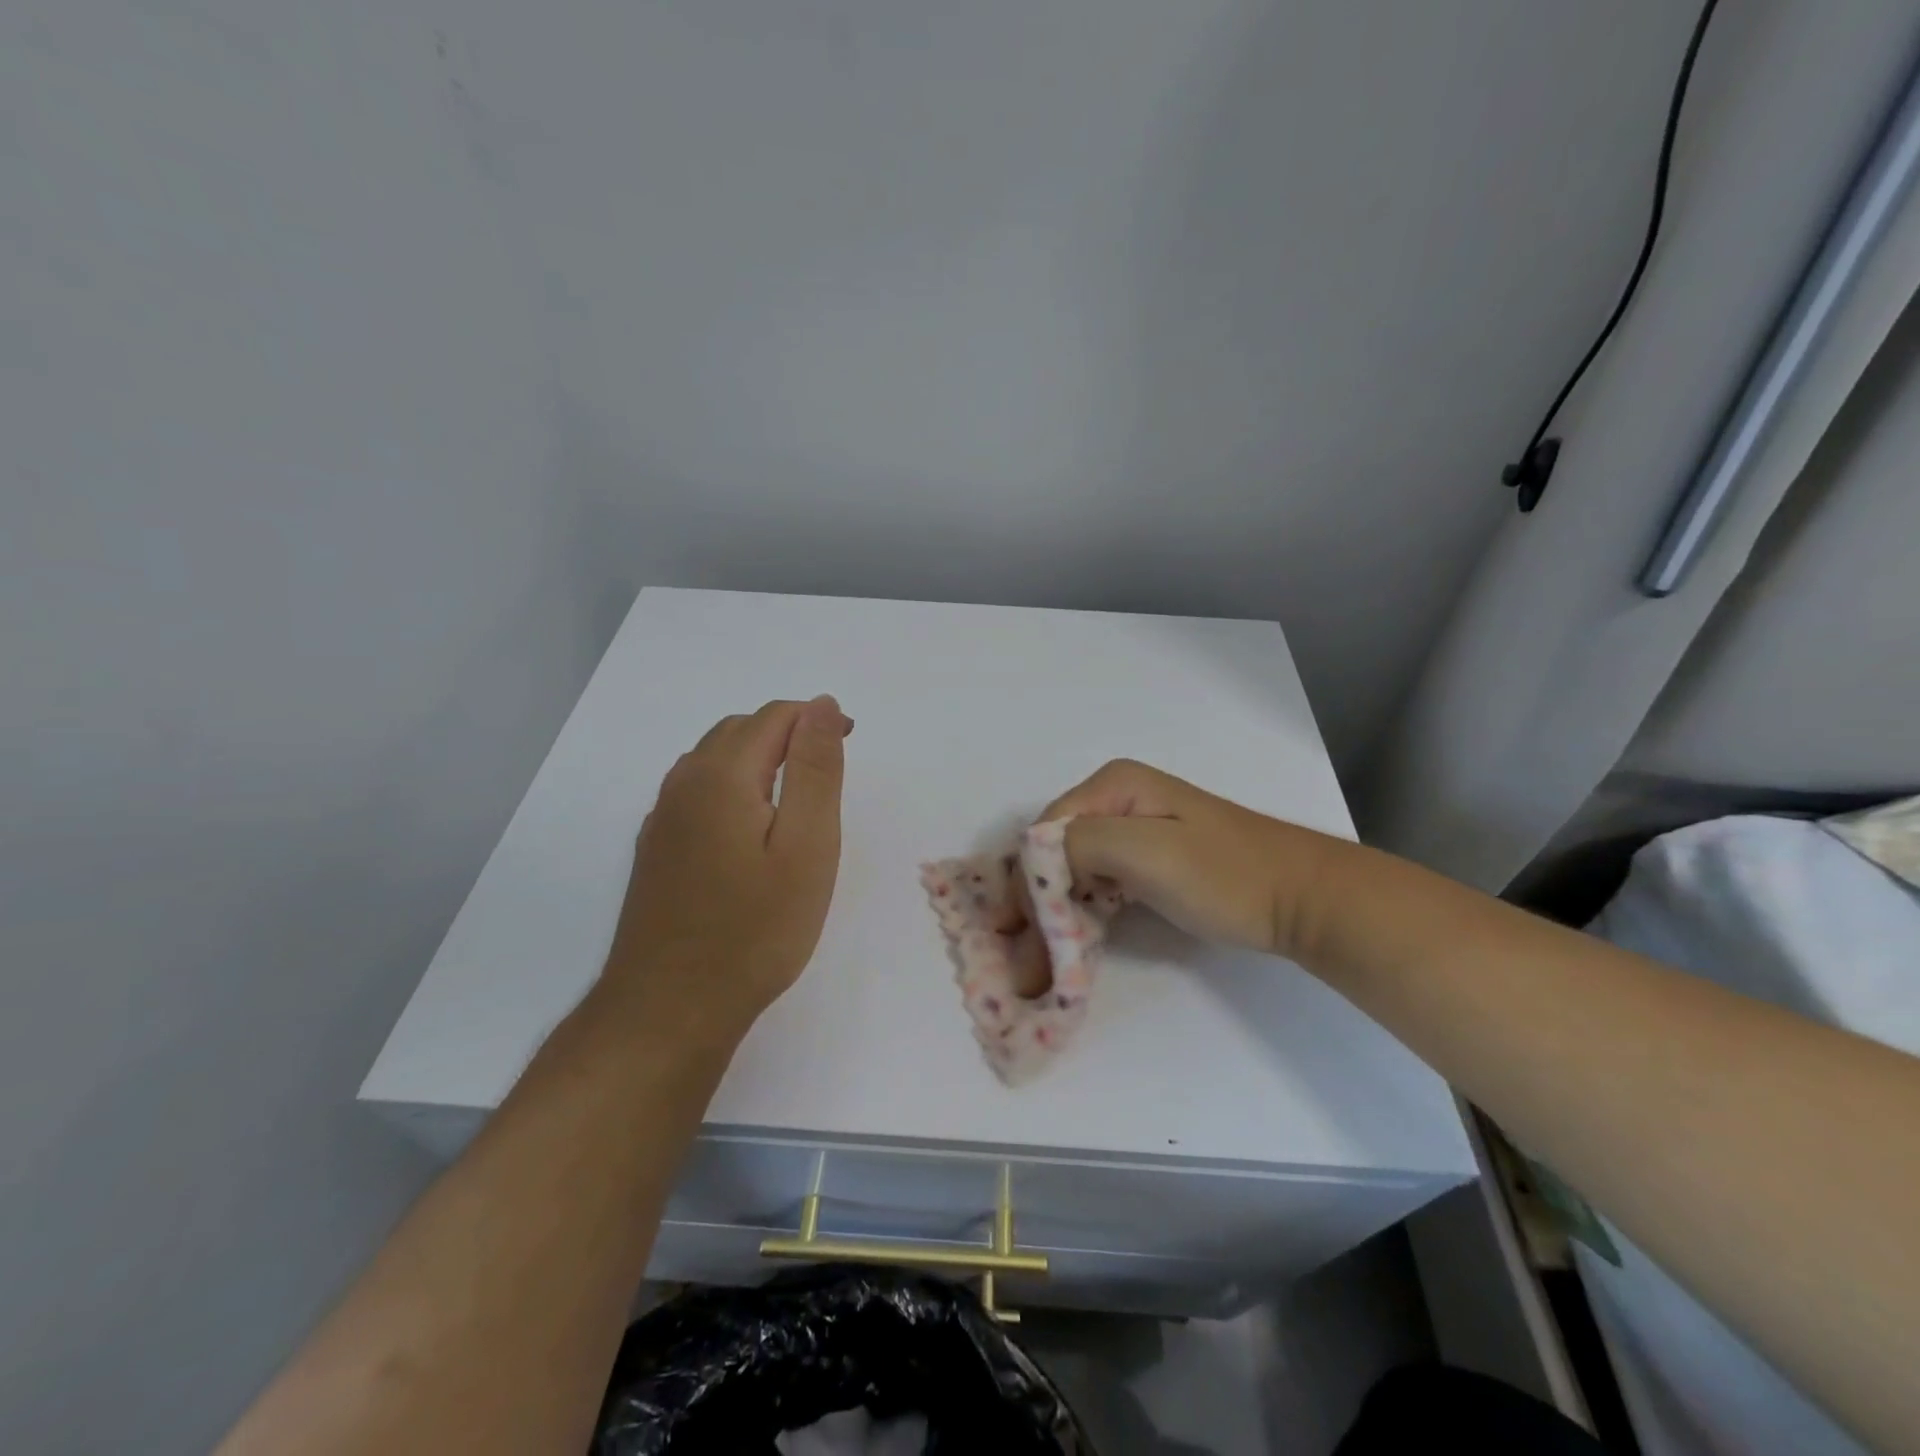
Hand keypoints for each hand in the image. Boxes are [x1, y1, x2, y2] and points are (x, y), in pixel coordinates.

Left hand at [601, 696, 852, 1044]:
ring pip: (714, 759)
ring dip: (758, 758)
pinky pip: (697, 792)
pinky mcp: (656, 848)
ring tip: (796, 797)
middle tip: (827, 772)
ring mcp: (662, 817)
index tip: (849, 743)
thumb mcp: (807, 846)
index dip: (816, 719)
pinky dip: (732, 787)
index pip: (773, 717)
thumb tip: (822, 703)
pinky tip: (749, 829)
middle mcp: (683, 784)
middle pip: (739, 730)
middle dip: (788, 734)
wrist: (671, 1008)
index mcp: (720, 775)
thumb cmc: (755, 929)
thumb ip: (815, 769)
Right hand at [1041, 759, 1332, 960]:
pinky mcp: (1149, 859)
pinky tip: (1075, 941)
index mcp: (1113, 785)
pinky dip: (1081, 912)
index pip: (1044, 832)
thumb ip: (1081, 843)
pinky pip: (1098, 882)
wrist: (1303, 898)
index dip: (1027, 883)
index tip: (1017, 937)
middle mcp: (1116, 799)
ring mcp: (1134, 829)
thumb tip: (1034, 863)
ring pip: (1074, 870)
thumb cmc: (1225, 874)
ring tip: (1041, 961)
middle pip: (1055, 851)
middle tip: (1025, 961)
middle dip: (1037, 903)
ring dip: (1055, 913)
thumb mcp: (1147, 850)